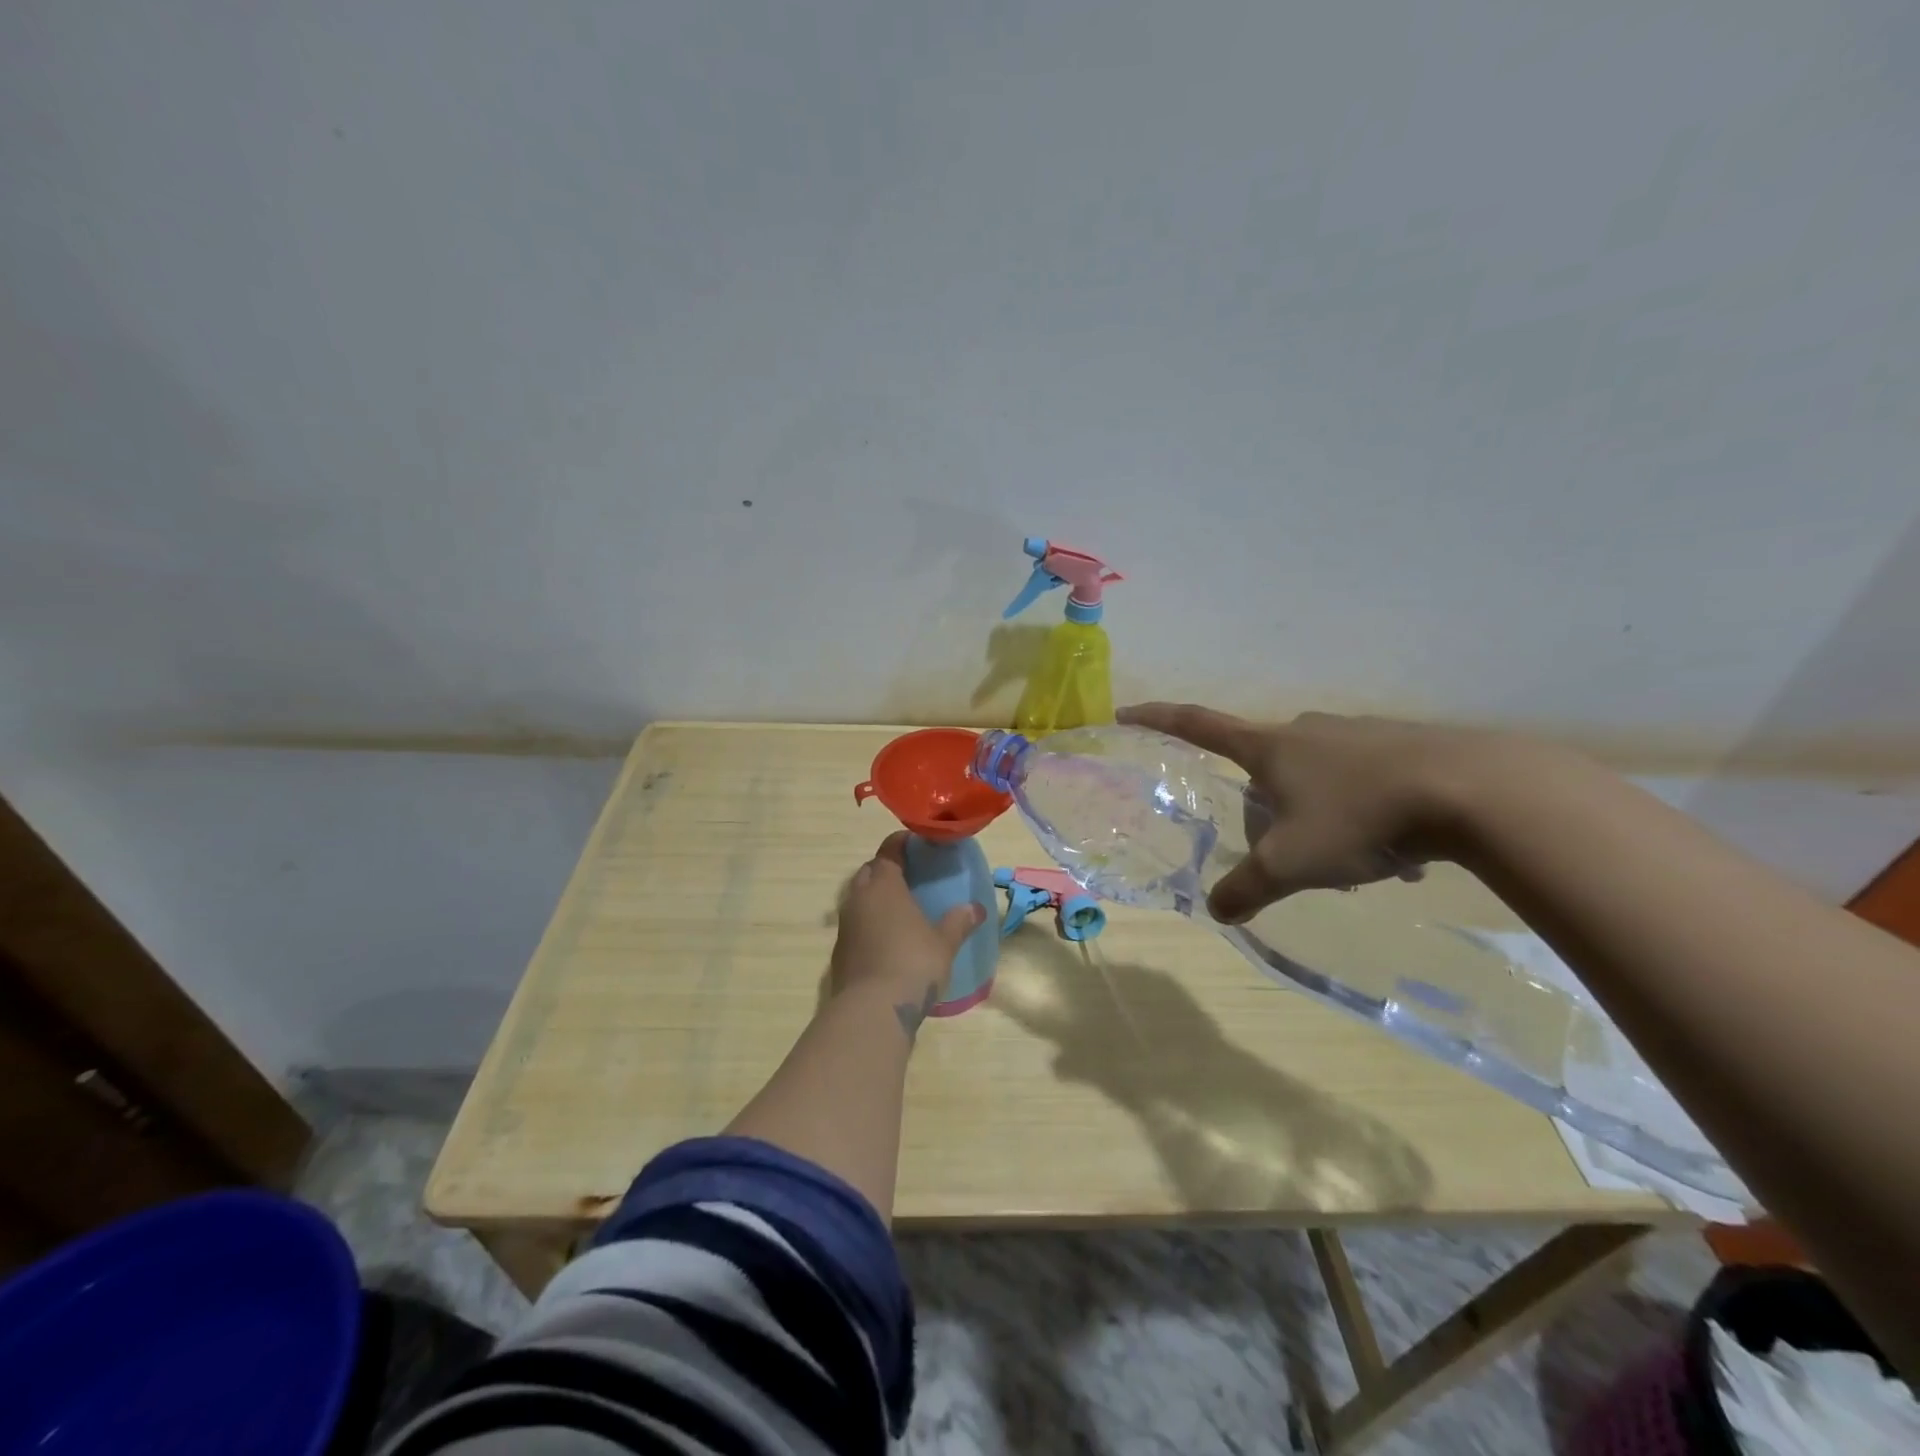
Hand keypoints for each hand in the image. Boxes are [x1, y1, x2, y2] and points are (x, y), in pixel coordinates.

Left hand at [831, 832, 986, 1027]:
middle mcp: (859, 898)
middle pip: (869, 872)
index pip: (888, 851)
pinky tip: (886, 937)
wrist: (872, 1010)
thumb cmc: (913, 964)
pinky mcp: (840, 951)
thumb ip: (959, 922)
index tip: (915, 842)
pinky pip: (855, 924)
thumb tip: (976, 908)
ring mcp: (845, 925)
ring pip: (858, 898)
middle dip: (885, 868)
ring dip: (874, 896)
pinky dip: (868, 922)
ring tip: (898, 906)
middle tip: (908, 874)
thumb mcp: (944, 943)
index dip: (900, 843)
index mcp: (884, 886)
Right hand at [1118, 703, 1497, 923]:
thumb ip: (1248, 887)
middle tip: (1290, 860)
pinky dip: (1364, 818)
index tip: (1126, 712)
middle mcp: (1307, 730)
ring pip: (1318, 781)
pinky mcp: (1402, 745)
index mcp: (1269, 747)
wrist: (1474, 790)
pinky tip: (1399, 855)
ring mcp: (1357, 733)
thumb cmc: (1359, 818)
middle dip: (1267, 814)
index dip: (1158, 720)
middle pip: (1264, 772)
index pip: (1197, 725)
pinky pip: (1364, 784)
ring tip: (1355, 868)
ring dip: (1321, 821)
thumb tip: (1217, 910)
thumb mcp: (1291, 864)